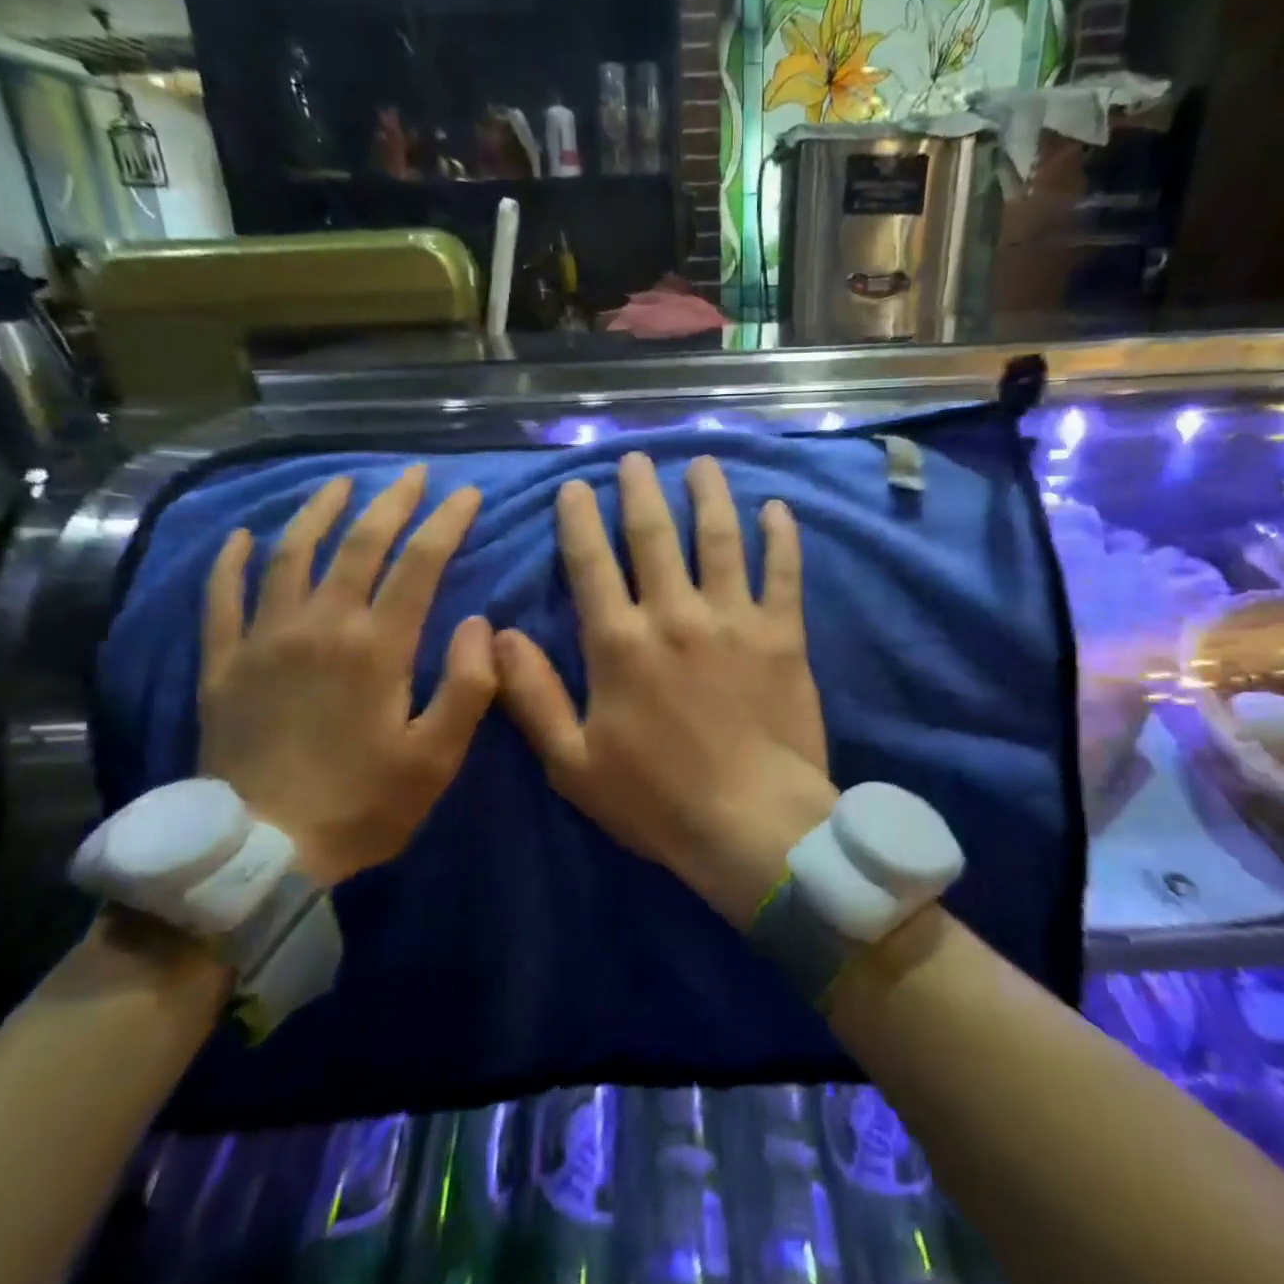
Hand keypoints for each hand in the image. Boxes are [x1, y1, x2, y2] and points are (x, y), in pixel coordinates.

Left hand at [198, 465, 495, 885]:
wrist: (261, 854)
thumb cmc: (363, 804)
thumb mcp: (437, 757)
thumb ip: (469, 685)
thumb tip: (481, 622)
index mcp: (376, 647)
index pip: (419, 562)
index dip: (447, 521)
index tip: (468, 494)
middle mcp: (320, 626)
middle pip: (358, 543)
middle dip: (391, 501)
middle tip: (411, 473)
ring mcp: (263, 640)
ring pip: (290, 555)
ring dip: (318, 511)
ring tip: (341, 483)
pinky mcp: (224, 665)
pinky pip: (222, 599)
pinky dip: (231, 562)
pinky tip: (242, 537)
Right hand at [495, 453, 836, 925]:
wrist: (753, 826)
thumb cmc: (657, 801)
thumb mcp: (572, 763)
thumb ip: (532, 695)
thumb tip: (498, 634)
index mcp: (620, 643)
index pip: (592, 563)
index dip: (579, 520)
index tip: (575, 486)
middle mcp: (675, 615)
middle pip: (654, 534)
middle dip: (640, 489)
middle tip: (636, 457)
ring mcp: (733, 619)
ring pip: (720, 538)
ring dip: (709, 494)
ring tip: (701, 462)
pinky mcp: (782, 634)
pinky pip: (784, 572)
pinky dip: (781, 536)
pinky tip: (776, 507)